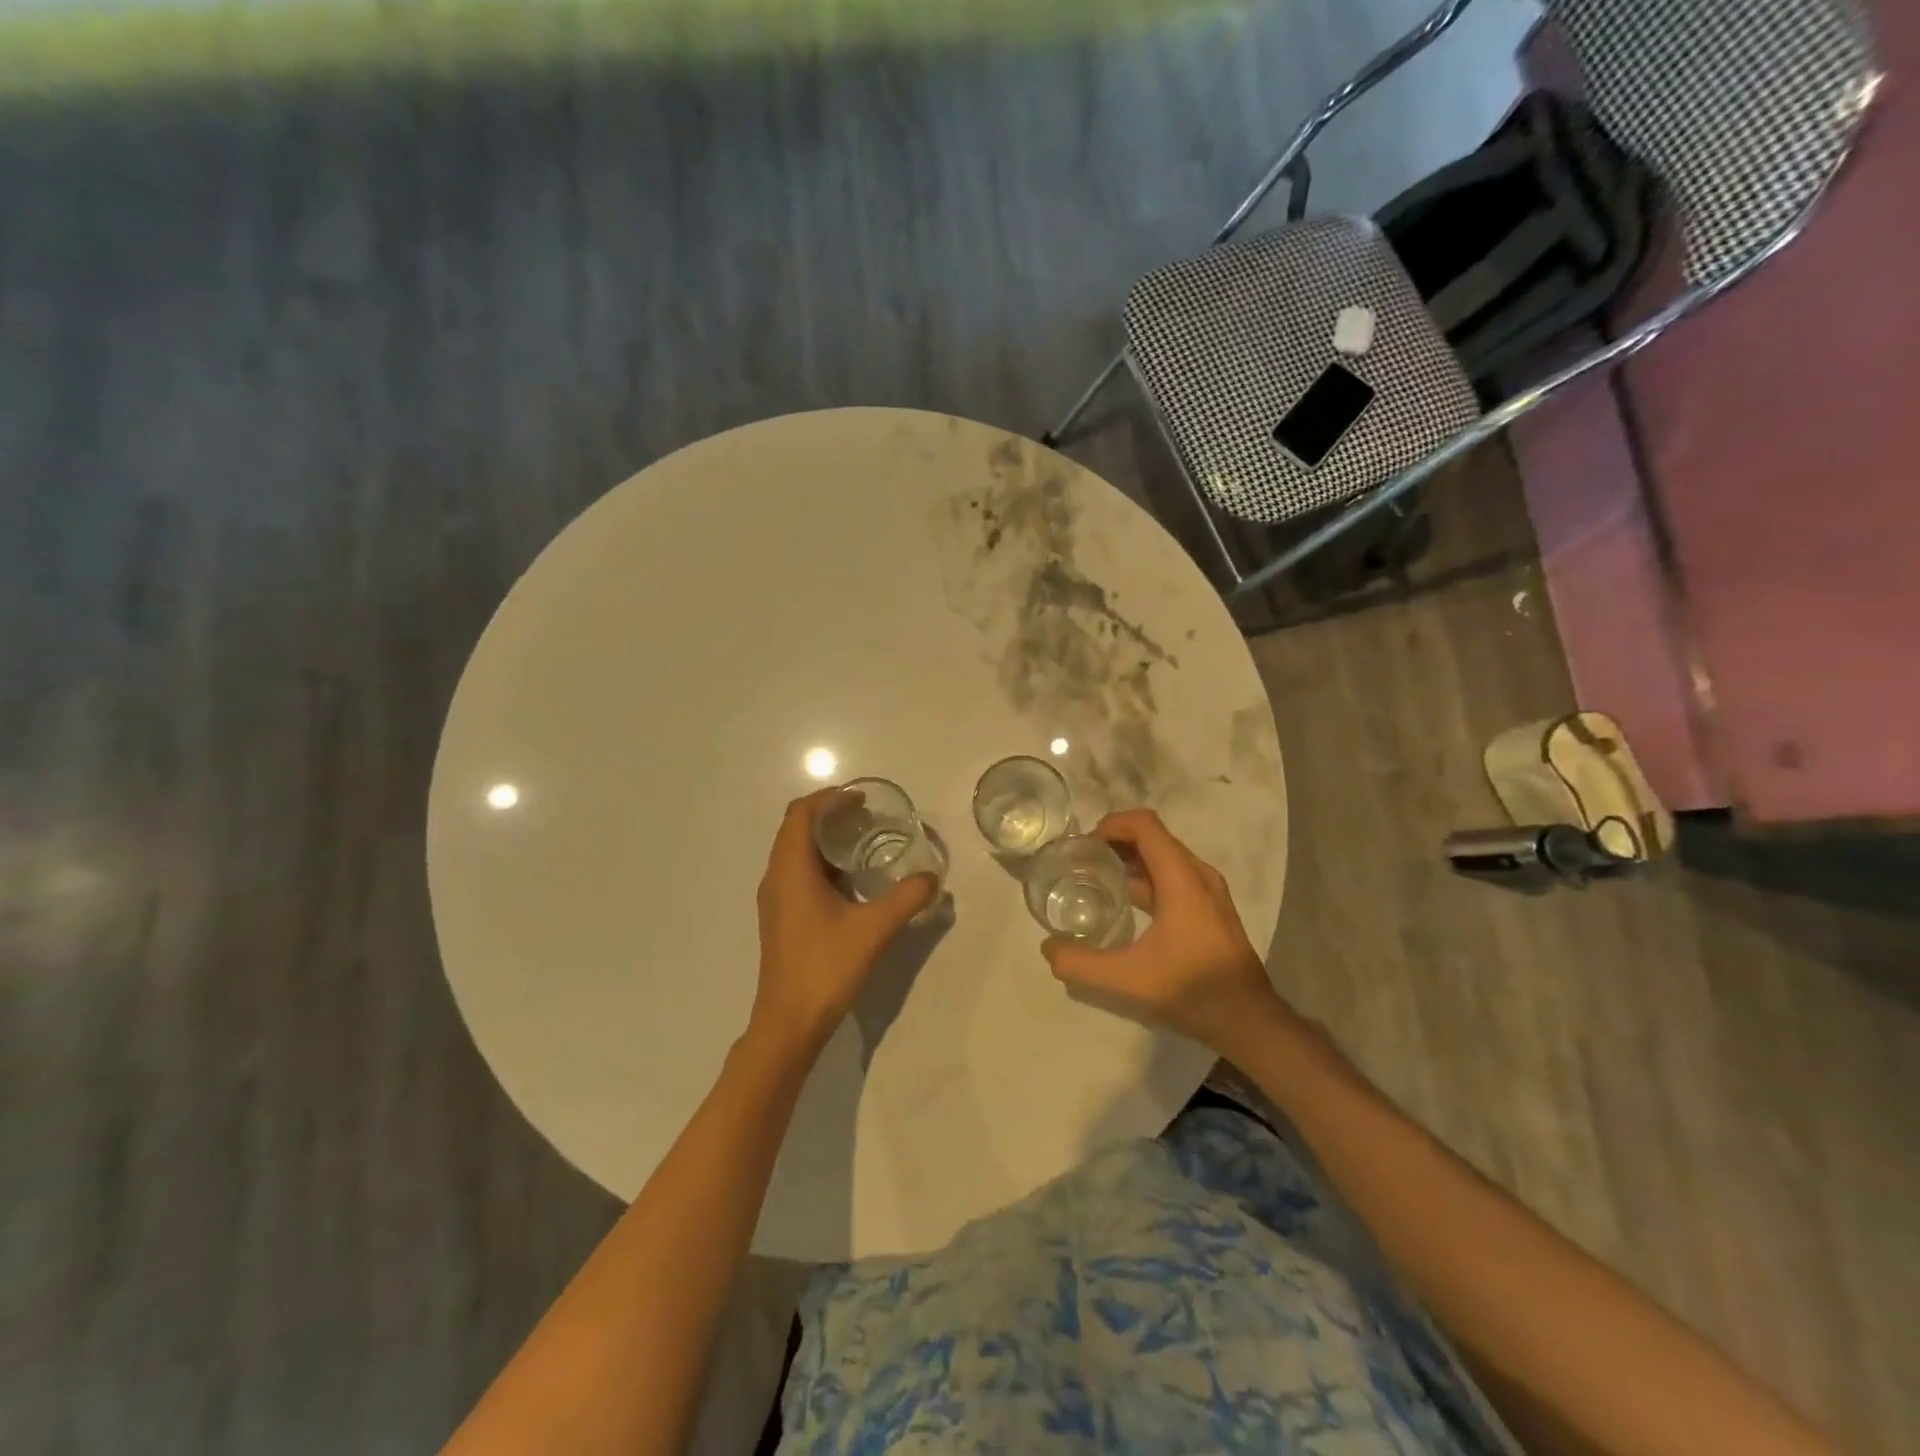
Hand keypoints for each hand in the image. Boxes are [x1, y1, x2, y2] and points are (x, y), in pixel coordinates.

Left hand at [749, 787, 937, 1057]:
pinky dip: (822, 864)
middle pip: (797, 829)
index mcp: (791, 869)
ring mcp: (775, 900)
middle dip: (831, 816)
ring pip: (796, 853)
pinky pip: (798, 874)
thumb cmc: (825, 968)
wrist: (788, 1023)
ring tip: (864, 843)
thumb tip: (933, 876)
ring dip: (826, 841)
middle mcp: (776, 877)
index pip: (801, 813)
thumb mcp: (874, 929)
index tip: (862, 798)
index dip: (829, 798)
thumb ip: (907, 898)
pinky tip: (852, 881)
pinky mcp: (781, 919)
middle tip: (869, 817)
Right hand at [1042, 809, 1287, 1056]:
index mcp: (1182, 879)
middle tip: (1083, 861)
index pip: (1145, 826)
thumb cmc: (1191, 990)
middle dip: (1116, 841)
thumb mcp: (1128, 979)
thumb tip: (1047, 948)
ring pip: (1165, 858)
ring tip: (1099, 878)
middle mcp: (1198, 876)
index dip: (1111, 825)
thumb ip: (1081, 963)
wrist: (1248, 1021)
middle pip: (1154, 838)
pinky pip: (1175, 877)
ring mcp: (1209, 893)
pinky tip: (1127, 904)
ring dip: (1132, 860)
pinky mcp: (1212, 910)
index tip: (1084, 845)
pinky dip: (1148, 878)